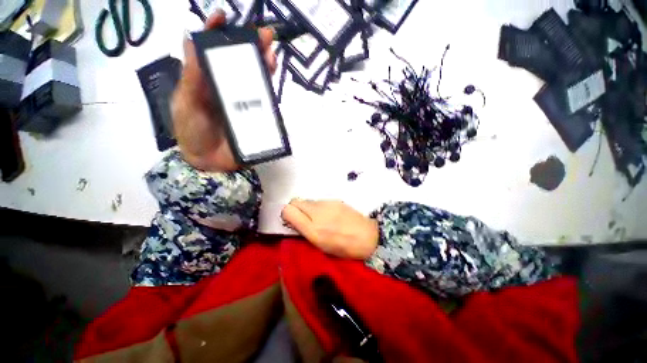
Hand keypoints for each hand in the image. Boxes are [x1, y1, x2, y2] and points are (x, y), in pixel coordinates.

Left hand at [172, 10, 276, 171]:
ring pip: (254, 79)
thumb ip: (191, 77)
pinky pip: (263, 101)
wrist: (210, 163)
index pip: (211, 52)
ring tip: (270, 53)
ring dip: (263, 65)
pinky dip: (269, 89)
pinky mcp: (255, 117)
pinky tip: (271, 78)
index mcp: (205, 82)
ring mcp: (242, 103)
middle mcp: (226, 88)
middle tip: (263, 35)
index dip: (216, 33)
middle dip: (250, 46)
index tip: (223, 16)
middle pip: (239, 63)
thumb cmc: (192, 133)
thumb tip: (190, 39)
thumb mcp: (186, 103)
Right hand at [281, 199, 379, 259]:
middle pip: (295, 201)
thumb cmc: (345, 248)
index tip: (291, 221)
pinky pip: (319, 201)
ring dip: (307, 208)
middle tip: (303, 219)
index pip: (288, 210)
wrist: (369, 235)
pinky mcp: (335, 200)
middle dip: (295, 209)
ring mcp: (327, 204)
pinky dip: (318, 207)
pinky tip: (328, 215)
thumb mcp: (322, 247)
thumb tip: (294, 222)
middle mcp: (317, 213)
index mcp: (313, 230)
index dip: (286, 215)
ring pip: (307, 201)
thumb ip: (305, 232)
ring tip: (318, 218)